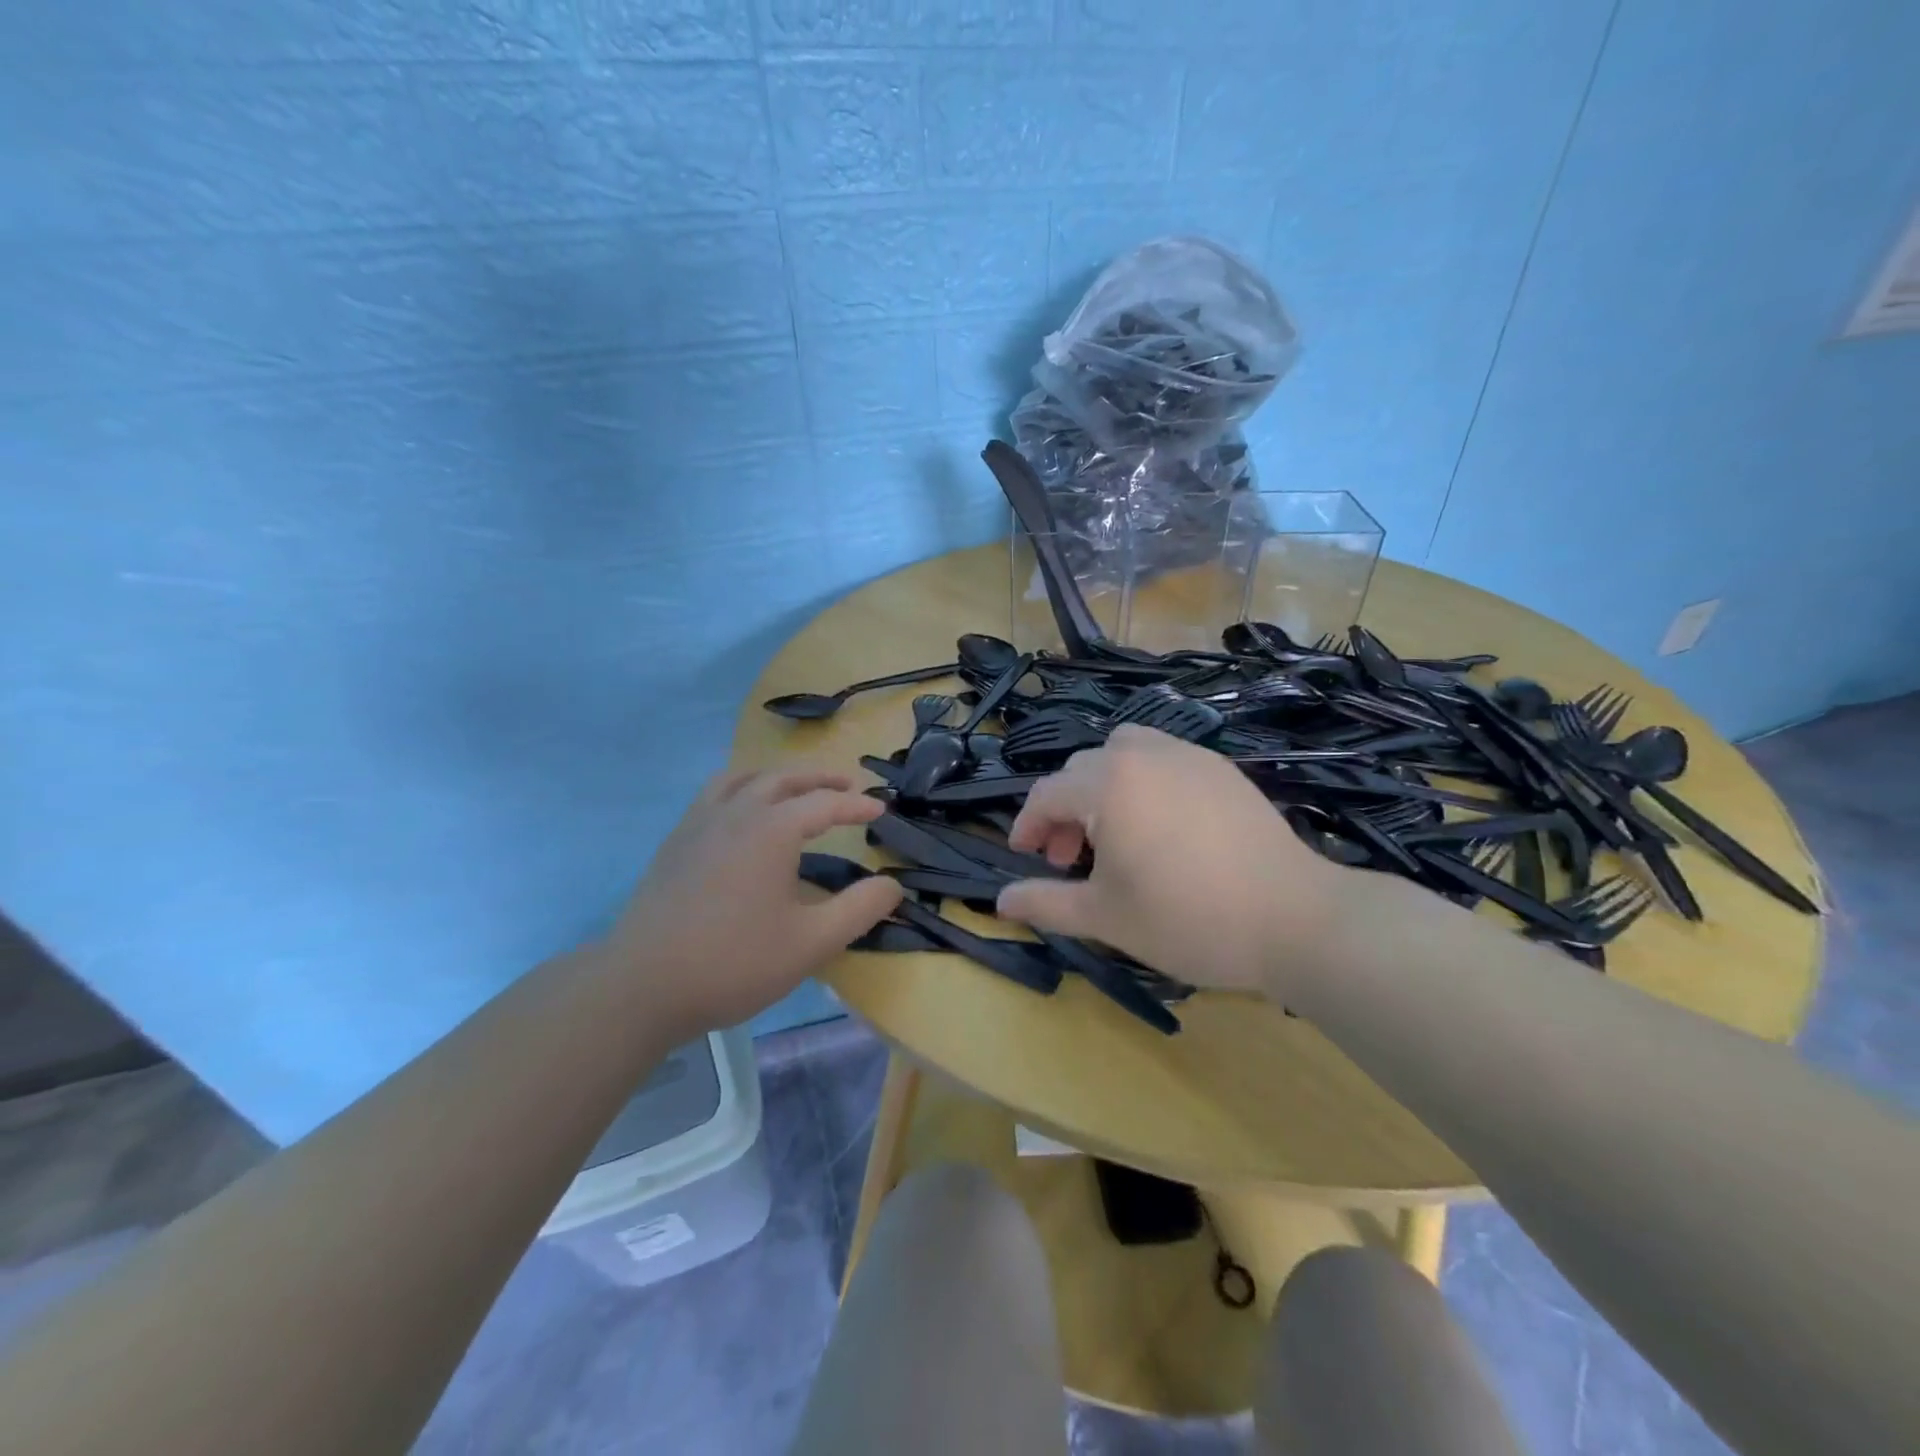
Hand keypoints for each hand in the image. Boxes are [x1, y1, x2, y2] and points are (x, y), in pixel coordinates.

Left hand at [605, 767, 903, 1034]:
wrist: (641, 985)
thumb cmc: (734, 962)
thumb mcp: (812, 943)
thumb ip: (860, 910)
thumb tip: (893, 885)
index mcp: (772, 829)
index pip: (825, 803)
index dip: (856, 805)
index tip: (881, 810)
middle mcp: (736, 812)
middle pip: (783, 779)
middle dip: (819, 778)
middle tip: (846, 785)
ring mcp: (700, 823)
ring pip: (742, 779)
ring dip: (777, 776)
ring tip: (794, 787)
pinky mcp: (676, 842)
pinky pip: (714, 795)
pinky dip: (740, 788)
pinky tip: (741, 815)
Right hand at [994, 726, 1350, 999]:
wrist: (1295, 919)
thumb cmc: (1187, 918)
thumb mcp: (1105, 918)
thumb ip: (1045, 903)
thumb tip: (1000, 900)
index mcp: (1107, 784)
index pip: (1046, 794)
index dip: (1028, 826)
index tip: (1027, 859)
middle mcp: (1143, 755)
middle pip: (1081, 770)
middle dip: (1064, 812)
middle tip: (1070, 860)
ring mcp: (1188, 756)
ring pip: (1123, 752)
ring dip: (1102, 785)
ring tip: (1114, 831)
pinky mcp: (1222, 769)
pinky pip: (1164, 758)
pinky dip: (1144, 780)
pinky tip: (1162, 825)